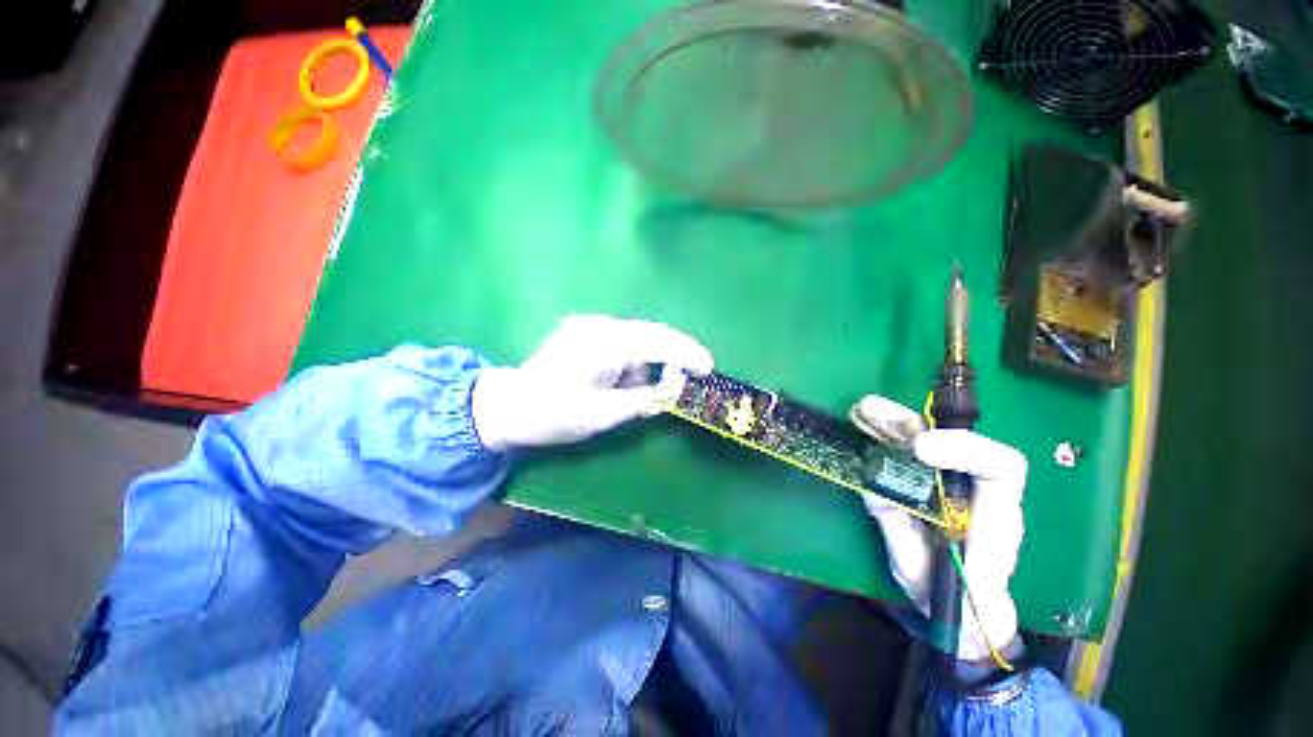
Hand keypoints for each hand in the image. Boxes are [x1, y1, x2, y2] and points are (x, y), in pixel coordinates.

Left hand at [472, 315, 713, 450]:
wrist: (509, 406)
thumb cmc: (555, 414)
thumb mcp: (604, 415)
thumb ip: (643, 400)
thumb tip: (673, 391)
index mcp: (605, 344)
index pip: (657, 341)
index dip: (686, 352)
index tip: (708, 367)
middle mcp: (600, 326)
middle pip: (650, 333)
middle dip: (674, 353)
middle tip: (693, 373)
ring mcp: (590, 325)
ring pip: (637, 338)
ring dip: (648, 361)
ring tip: (637, 391)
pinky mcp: (585, 331)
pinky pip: (622, 341)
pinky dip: (632, 360)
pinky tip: (622, 380)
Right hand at [851, 395, 1027, 661]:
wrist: (962, 610)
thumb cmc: (955, 599)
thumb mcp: (924, 573)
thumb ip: (902, 531)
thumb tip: (874, 489)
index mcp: (993, 516)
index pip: (999, 468)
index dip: (963, 450)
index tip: (918, 449)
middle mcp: (976, 490)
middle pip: (955, 441)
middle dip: (912, 423)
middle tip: (873, 412)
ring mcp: (951, 483)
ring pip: (930, 441)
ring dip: (894, 422)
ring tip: (862, 411)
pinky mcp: (928, 483)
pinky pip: (909, 453)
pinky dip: (886, 436)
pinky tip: (864, 425)